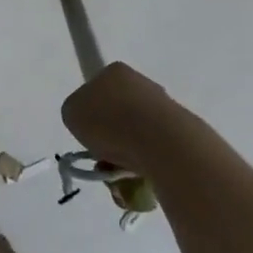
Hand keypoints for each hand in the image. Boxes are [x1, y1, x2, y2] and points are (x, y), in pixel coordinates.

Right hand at [61, 61, 193, 177]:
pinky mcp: (181, 134)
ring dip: (123, 159)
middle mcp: (142, 84)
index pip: (97, 92)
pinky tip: (137, 181)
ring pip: (135, 139)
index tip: (88, 135)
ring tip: (118, 178)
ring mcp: (164, 109)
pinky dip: (143, 170)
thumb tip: (90, 124)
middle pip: (116, 118)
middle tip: (101, 161)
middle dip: (108, 142)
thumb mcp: (71, 113)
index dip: (89, 116)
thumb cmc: (109, 120)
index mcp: (115, 72)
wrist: (160, 142)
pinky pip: (153, 155)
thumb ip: (76, 115)